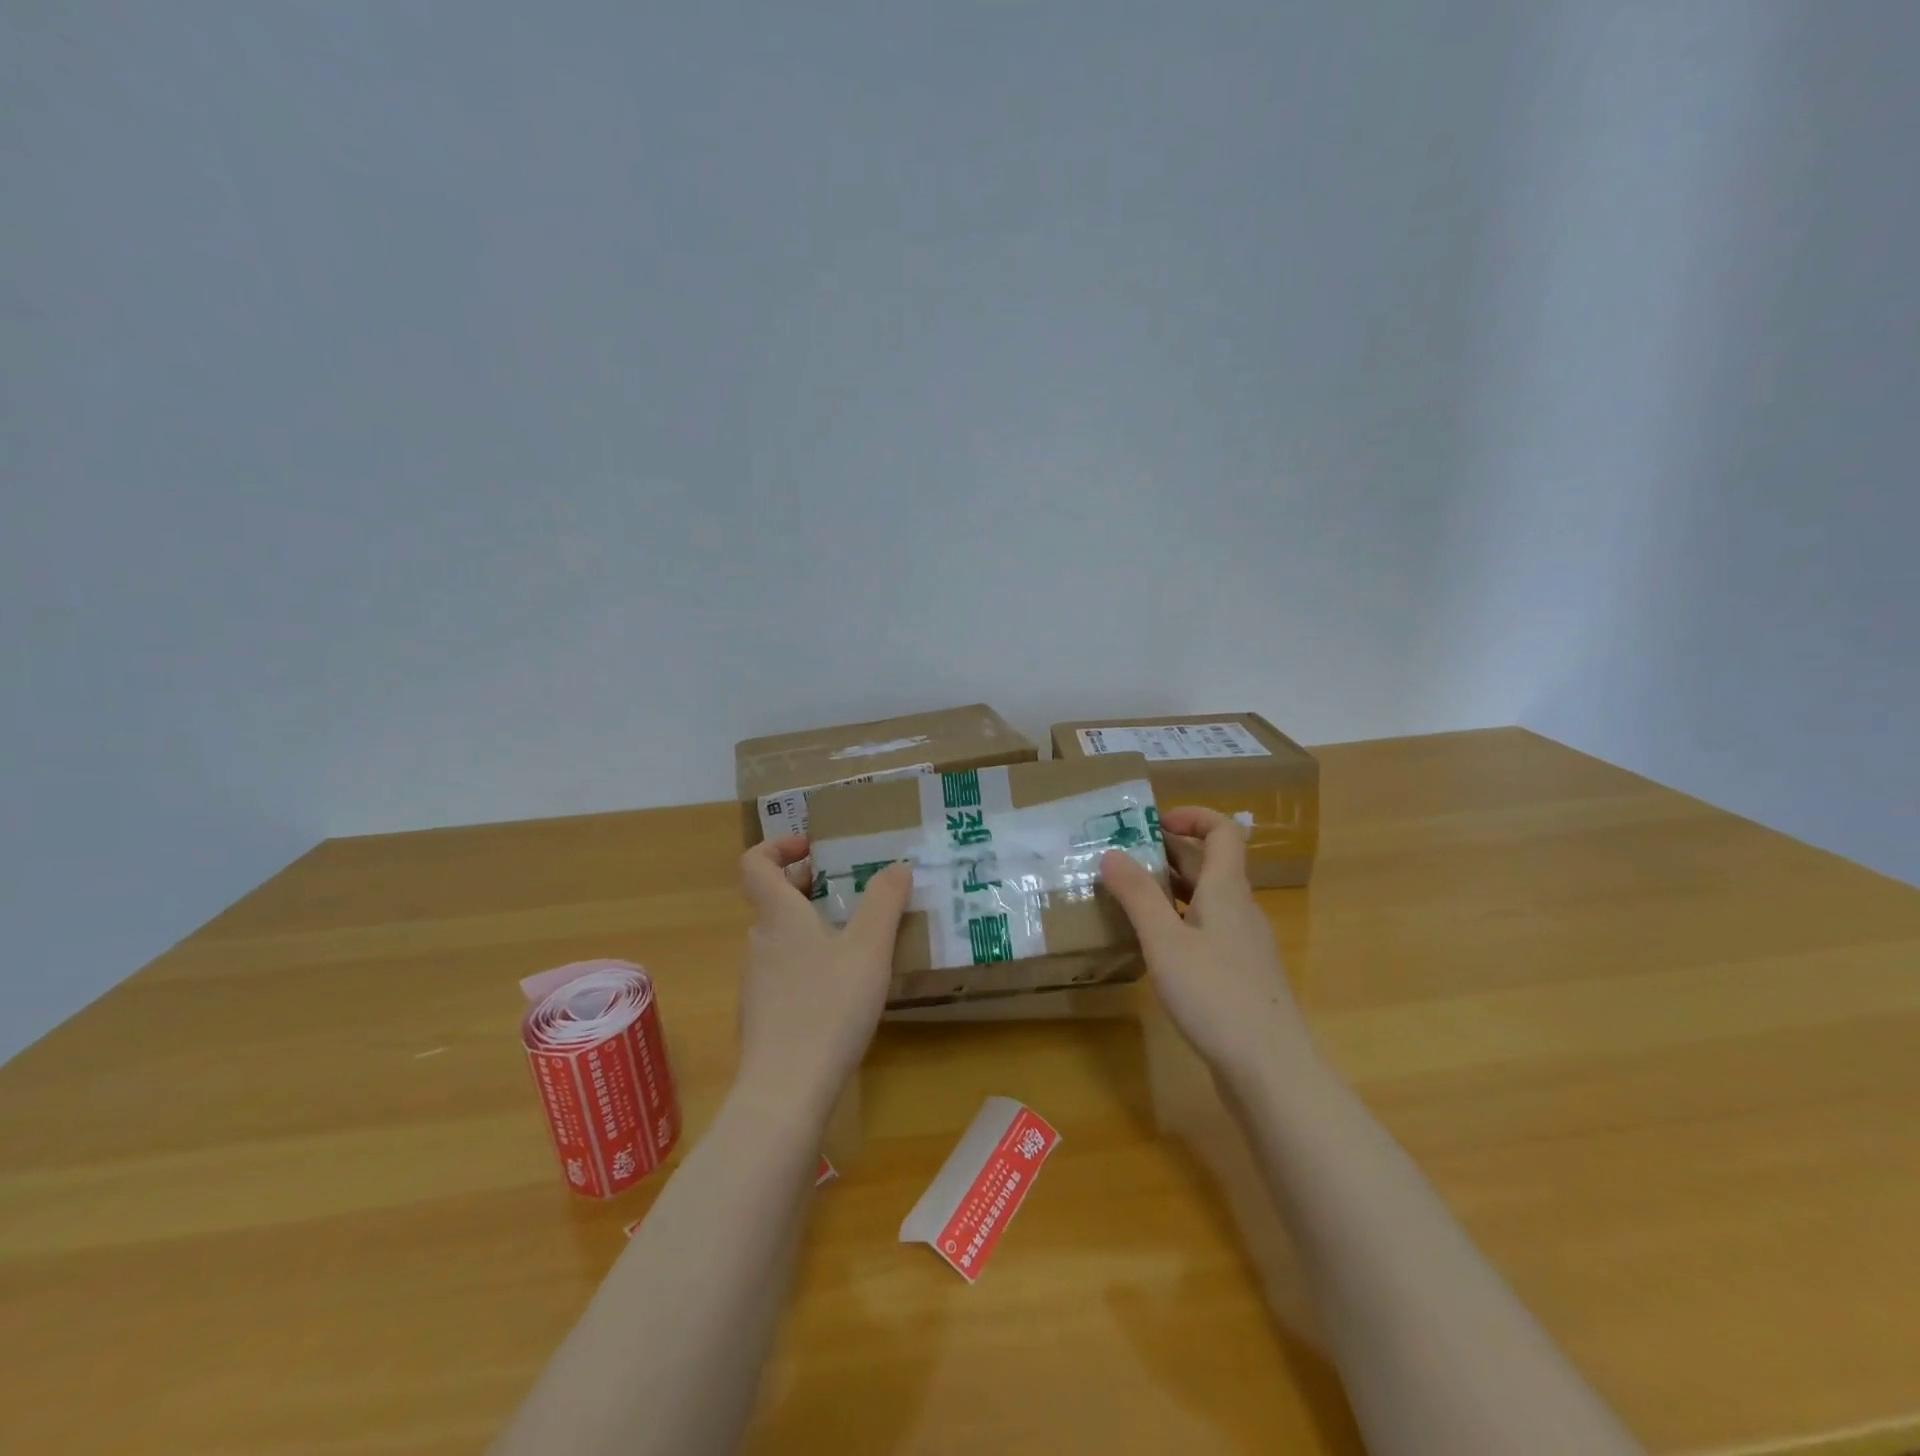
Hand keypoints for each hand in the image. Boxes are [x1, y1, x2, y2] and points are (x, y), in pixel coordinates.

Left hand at [736, 835, 912, 1123]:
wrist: (785, 1090)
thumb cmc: (828, 1006)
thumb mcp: (869, 948)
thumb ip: (884, 902)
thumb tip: (897, 865)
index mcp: (778, 915)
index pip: (755, 863)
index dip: (778, 846)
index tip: (813, 849)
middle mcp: (759, 942)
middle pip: (770, 899)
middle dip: (804, 885)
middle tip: (844, 889)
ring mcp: (756, 982)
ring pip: (779, 937)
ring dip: (809, 925)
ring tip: (853, 939)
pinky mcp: (762, 1015)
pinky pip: (783, 971)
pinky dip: (807, 962)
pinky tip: (840, 988)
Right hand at [1101, 807, 1313, 1086]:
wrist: (1270, 1068)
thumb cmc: (1215, 995)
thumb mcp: (1165, 941)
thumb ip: (1138, 895)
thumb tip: (1112, 853)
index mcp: (1227, 890)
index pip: (1223, 832)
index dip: (1193, 816)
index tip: (1153, 823)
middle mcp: (1240, 909)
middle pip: (1210, 864)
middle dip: (1168, 852)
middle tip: (1122, 857)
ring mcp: (1243, 944)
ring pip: (1206, 899)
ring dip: (1170, 888)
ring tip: (1127, 895)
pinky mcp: (1239, 974)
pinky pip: (1207, 929)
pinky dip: (1179, 921)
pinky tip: (1153, 944)